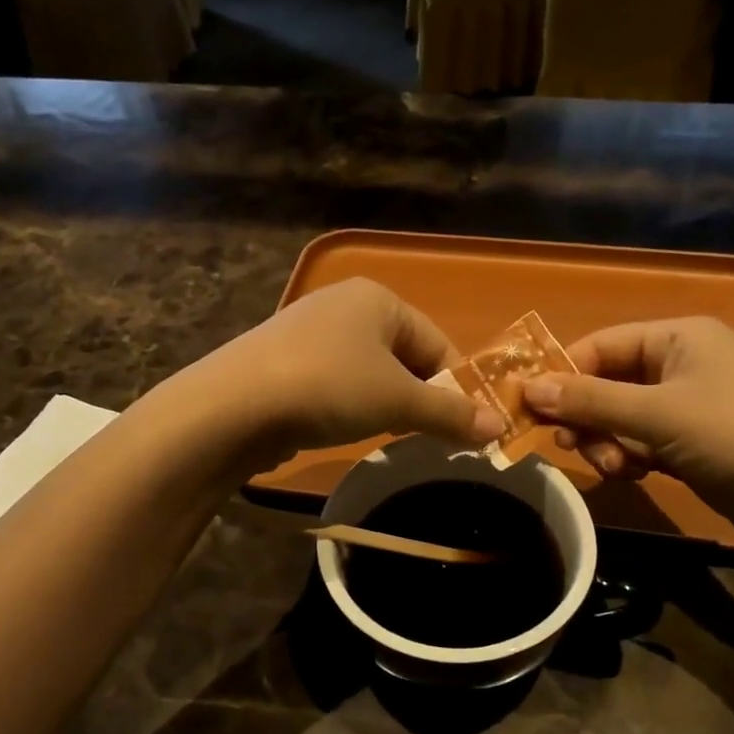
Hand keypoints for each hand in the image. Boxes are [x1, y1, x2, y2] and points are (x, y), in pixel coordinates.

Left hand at [183, 279, 505, 462]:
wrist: (233, 406)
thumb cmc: (330, 388)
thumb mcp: (398, 403)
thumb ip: (450, 414)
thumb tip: (500, 429)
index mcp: (377, 298)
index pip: (437, 342)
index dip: (455, 387)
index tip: (463, 428)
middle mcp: (342, 305)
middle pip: (403, 356)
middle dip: (417, 397)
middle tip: (422, 436)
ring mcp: (307, 331)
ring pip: (367, 371)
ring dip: (383, 404)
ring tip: (381, 434)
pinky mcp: (281, 361)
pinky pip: (333, 381)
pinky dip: (346, 404)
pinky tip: (338, 427)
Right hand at [521, 317, 733, 547]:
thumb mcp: (658, 415)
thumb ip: (590, 401)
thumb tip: (528, 388)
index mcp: (679, 337)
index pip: (602, 345)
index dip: (564, 374)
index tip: (528, 406)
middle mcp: (682, 363)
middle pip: (609, 382)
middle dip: (588, 415)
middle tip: (568, 444)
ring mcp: (690, 404)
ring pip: (622, 416)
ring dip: (608, 441)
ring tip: (612, 467)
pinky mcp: (694, 442)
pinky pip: (643, 440)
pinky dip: (630, 456)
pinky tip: (633, 474)